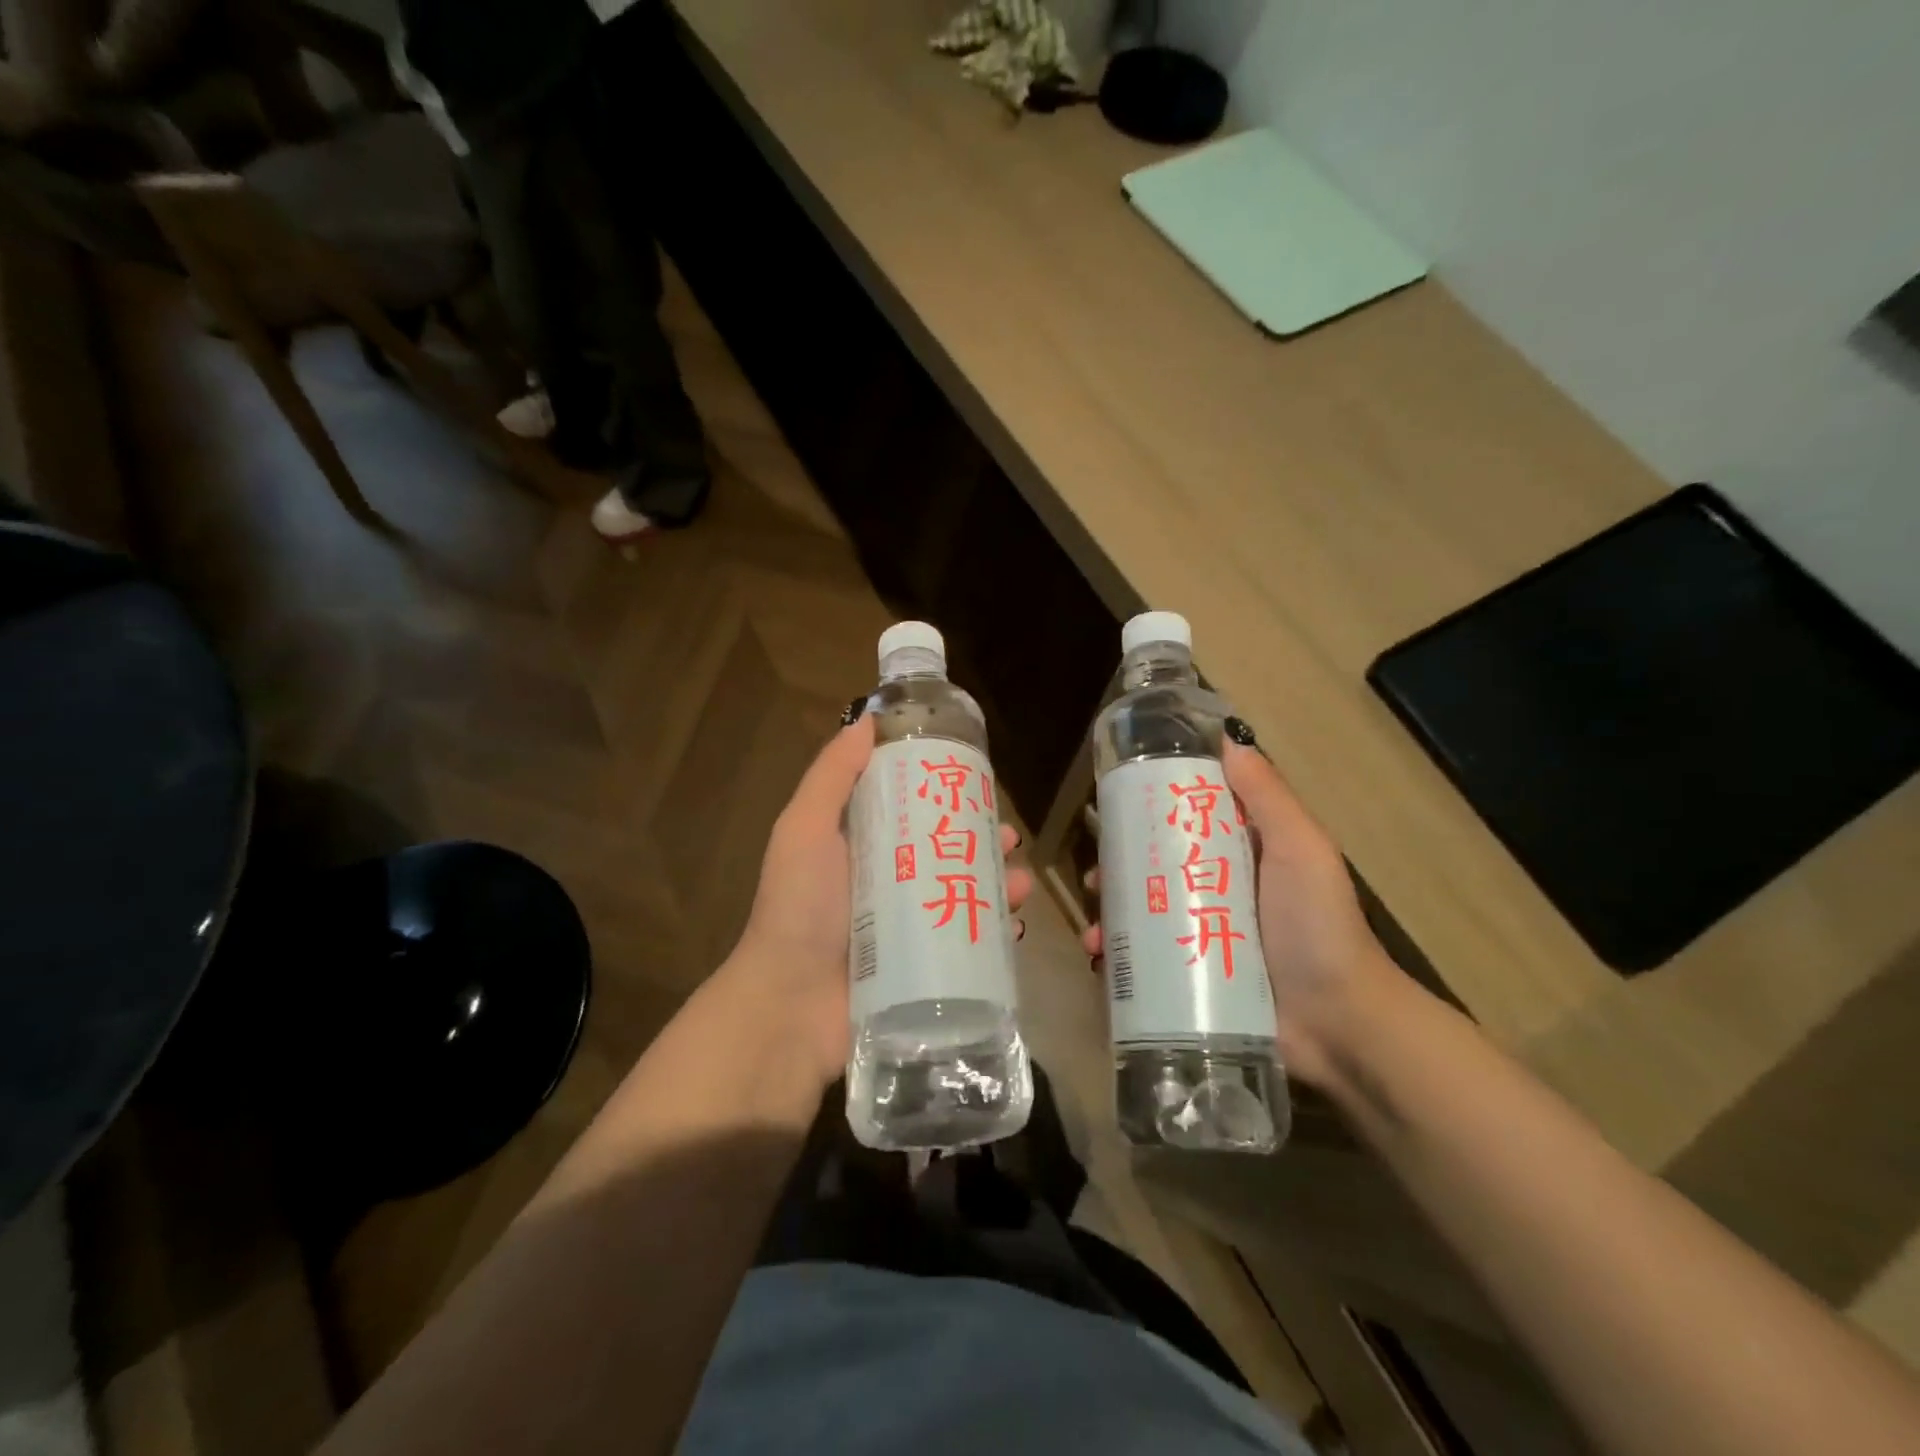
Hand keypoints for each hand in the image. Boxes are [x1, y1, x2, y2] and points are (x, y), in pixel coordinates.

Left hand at [733, 714, 1035, 1087]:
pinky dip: (996, 930)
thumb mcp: (805, 830)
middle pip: (945, 850)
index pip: (910, 809)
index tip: (976, 780)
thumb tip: (867, 720)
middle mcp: (887, 883)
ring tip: (1020, 880)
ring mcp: (908, 929)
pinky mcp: (925, 969)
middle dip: (982, 839)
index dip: (944, 792)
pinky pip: (969, 944)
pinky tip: (1015, 922)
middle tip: (1010, 836)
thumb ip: (832, 776)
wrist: (790, 1007)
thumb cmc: (799, 909)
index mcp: (861, 848)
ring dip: (998, 882)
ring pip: (964, 894)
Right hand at [1081, 741, 1397, 1087]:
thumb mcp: (1301, 849)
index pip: (1187, 820)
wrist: (1339, 1024)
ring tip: (1096, 925)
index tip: (1114, 805)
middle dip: (1119, 868)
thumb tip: (1228, 736)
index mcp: (1242, 854)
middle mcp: (1217, 890)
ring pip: (1143, 912)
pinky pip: (1144, 958)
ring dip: (1112, 912)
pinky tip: (1100, 955)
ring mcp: (1202, 935)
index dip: (1149, 810)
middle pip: (1155, 867)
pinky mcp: (1190, 976)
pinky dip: (1117, 955)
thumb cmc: (1318, 927)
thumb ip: (1268, 796)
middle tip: (1097, 877)